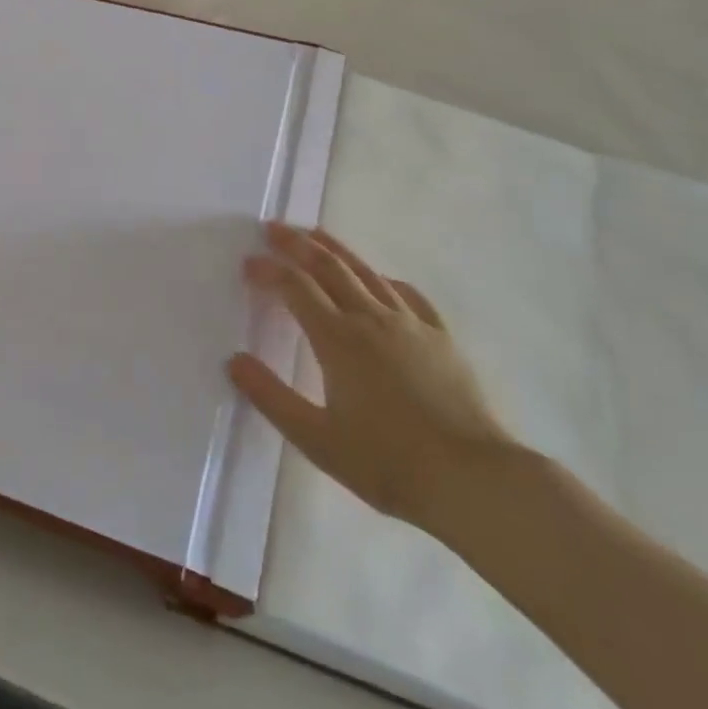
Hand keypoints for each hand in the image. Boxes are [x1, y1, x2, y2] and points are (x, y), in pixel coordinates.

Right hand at [228, 224, 514, 533]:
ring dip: (335, 249)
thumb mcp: (317, 440)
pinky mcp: (440, 337)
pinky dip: (384, 278)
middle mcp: (371, 318)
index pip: (295, 287)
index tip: (248, 263)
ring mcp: (410, 324)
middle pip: (328, 266)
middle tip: (273, 228)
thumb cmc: (387, 463)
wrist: (472, 480)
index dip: (269, 270)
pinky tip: (380, 280)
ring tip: (315, 234)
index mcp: (338, 339)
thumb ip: (271, 397)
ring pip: (366, 272)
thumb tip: (234, 361)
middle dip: (297, 244)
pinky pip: (407, 294)